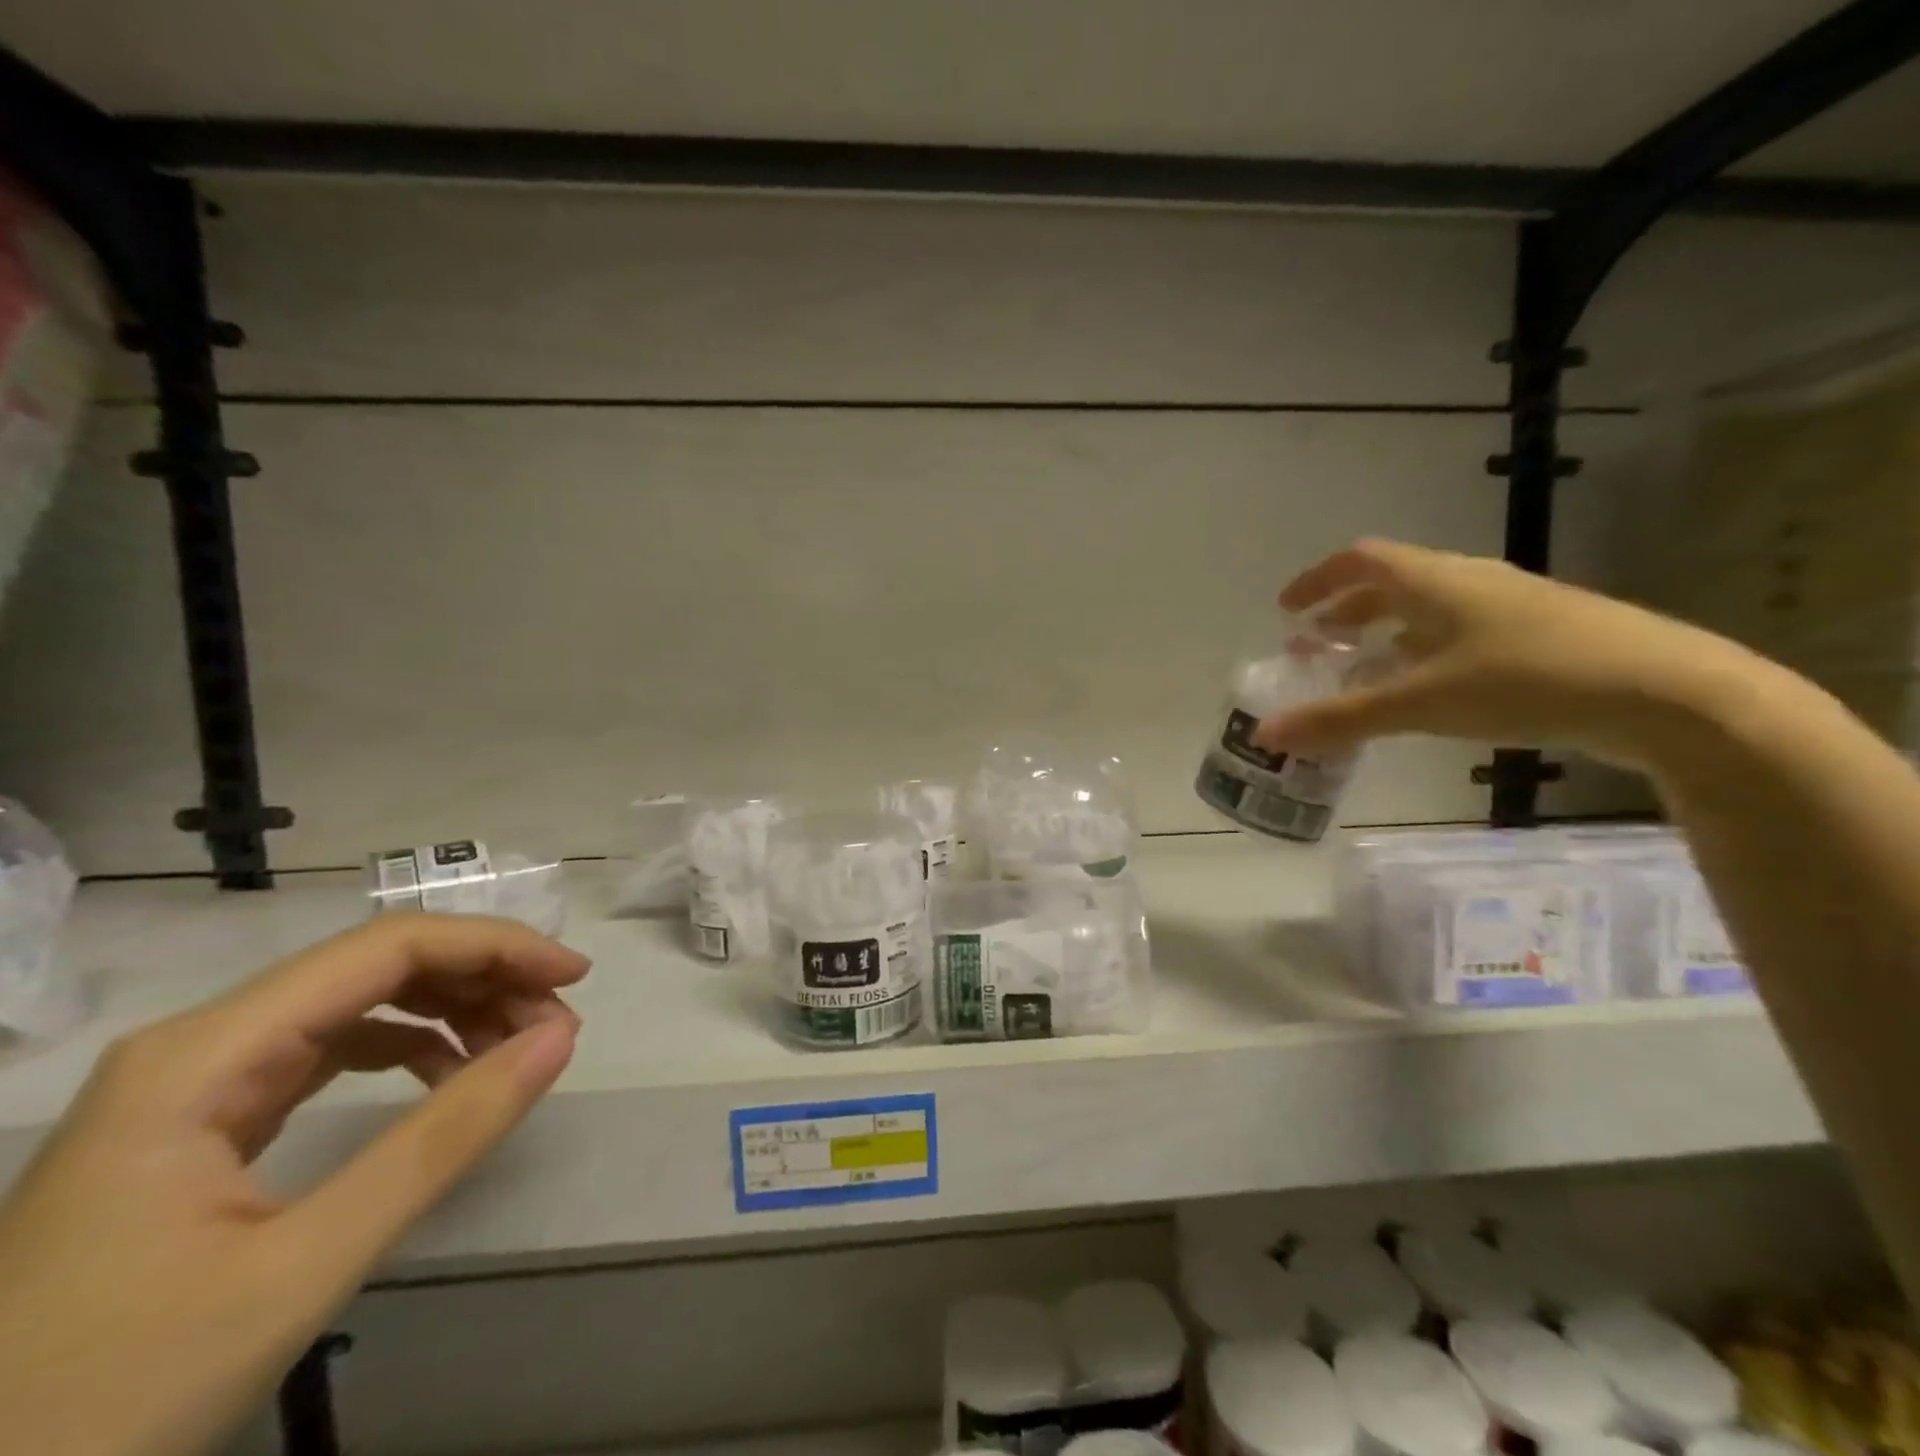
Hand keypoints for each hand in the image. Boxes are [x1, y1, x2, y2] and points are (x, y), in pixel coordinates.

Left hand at [0, 914, 587, 1455]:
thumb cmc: (102, 1400)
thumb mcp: (299, 1269)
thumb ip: (443, 1140)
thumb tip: (559, 1037)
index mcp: (206, 1053)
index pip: (386, 947)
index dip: (494, 945)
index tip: (574, 977)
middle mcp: (201, 1043)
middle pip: (374, 966)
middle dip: (481, 979)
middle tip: (555, 1025)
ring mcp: (196, 1082)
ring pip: (357, 1002)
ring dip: (452, 1009)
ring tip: (517, 1048)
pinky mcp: (203, 1122)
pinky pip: (330, 1049)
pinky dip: (408, 1047)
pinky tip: (447, 1075)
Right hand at [1251, 539, 1787, 773]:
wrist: (1671, 694)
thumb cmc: (1528, 680)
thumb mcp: (1422, 703)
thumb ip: (1341, 718)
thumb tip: (1266, 735)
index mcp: (1436, 580)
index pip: (1361, 560)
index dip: (1318, 581)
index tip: (1286, 611)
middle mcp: (1469, 583)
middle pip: (1392, 585)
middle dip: (1345, 613)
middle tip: (1313, 646)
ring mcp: (1509, 609)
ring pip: (1427, 612)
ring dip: (1383, 636)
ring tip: (1359, 672)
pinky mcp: (1539, 638)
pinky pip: (1458, 637)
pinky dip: (1422, 656)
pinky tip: (1424, 693)